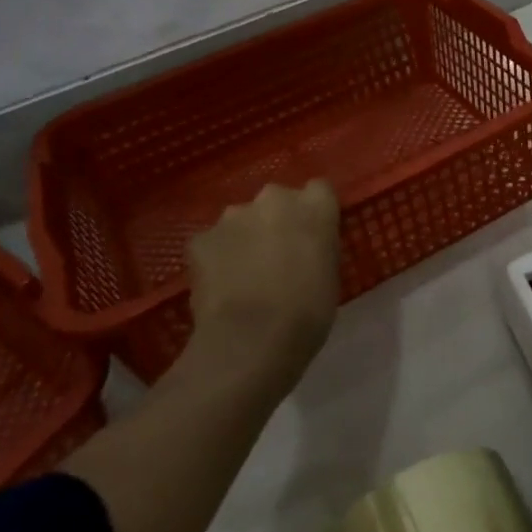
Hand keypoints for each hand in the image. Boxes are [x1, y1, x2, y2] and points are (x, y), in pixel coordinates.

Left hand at [180, 180, 341, 382]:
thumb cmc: (308, 312)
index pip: (318, 190)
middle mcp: (274, 198)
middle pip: (276, 200)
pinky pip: (212, 243)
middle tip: (276, 256)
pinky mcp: (201, 238)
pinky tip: (220, 286)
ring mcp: (234, 215)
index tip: (311, 235)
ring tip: (243, 274)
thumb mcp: (330, 273)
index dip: (313, 212)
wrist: (252, 340)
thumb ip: (318, 246)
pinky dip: (215, 258)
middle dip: (275, 221)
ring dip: (244, 237)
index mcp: (315, 205)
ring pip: (241, 219)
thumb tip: (305, 247)